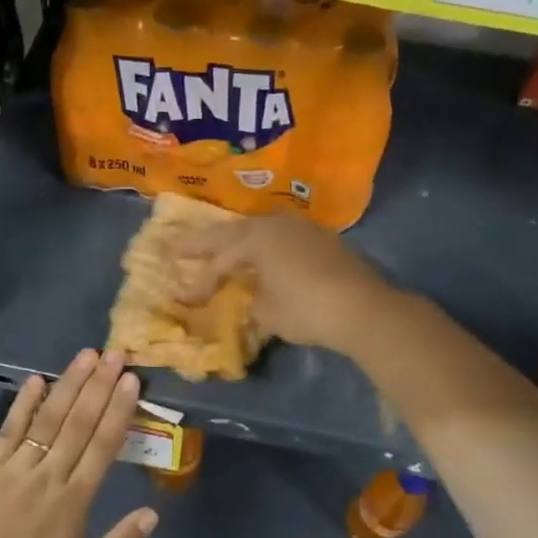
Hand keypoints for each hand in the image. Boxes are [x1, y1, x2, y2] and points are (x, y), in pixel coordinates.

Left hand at [0, 349, 157, 537]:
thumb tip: (152, 513)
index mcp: (74, 501)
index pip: (103, 446)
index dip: (118, 410)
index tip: (131, 381)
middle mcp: (49, 475)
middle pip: (79, 422)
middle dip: (99, 385)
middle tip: (115, 354)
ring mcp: (16, 468)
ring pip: (48, 418)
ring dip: (69, 385)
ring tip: (86, 356)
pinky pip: (9, 429)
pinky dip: (23, 403)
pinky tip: (36, 379)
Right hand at [173, 215, 393, 354]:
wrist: (363, 309)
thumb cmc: (307, 310)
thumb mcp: (267, 312)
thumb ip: (250, 300)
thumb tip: (252, 295)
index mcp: (255, 238)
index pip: (218, 261)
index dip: (199, 282)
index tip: (183, 300)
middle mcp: (274, 225)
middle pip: (230, 233)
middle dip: (201, 243)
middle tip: (174, 247)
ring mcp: (300, 228)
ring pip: (256, 230)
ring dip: (234, 240)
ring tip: (216, 248)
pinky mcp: (319, 239)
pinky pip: (278, 237)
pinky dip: (260, 246)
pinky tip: (258, 256)